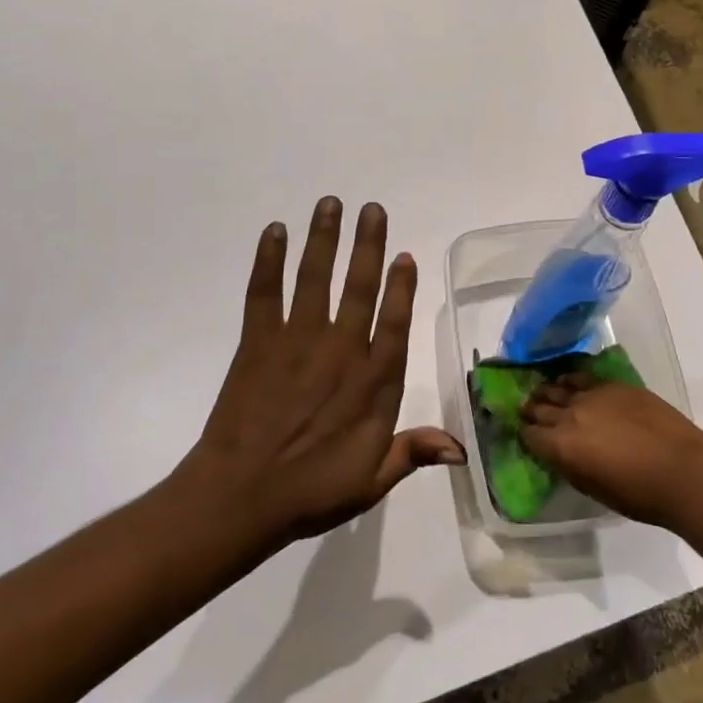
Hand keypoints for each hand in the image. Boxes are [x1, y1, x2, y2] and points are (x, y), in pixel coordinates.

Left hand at [165, 197, 464, 556]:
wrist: (240, 499)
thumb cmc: (311, 491)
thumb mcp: (372, 481)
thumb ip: (413, 452)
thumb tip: (462, 448)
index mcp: (373, 382)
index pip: (394, 323)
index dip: (401, 288)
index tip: (405, 256)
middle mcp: (341, 351)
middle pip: (358, 288)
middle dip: (367, 245)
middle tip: (372, 209)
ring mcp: (297, 342)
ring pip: (315, 280)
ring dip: (324, 239)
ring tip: (330, 204)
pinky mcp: (257, 343)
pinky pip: (264, 294)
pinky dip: (268, 261)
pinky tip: (274, 232)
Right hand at [520, 373, 702, 527]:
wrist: (682, 471)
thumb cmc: (638, 495)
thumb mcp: (593, 488)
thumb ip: (570, 465)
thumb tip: (559, 453)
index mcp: (561, 446)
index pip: (530, 434)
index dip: (525, 434)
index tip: (525, 434)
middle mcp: (570, 414)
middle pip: (540, 407)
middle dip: (532, 410)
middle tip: (528, 411)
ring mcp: (593, 394)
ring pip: (559, 386)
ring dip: (549, 391)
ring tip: (545, 392)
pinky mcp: (615, 384)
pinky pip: (583, 375)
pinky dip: (572, 378)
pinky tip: (570, 379)